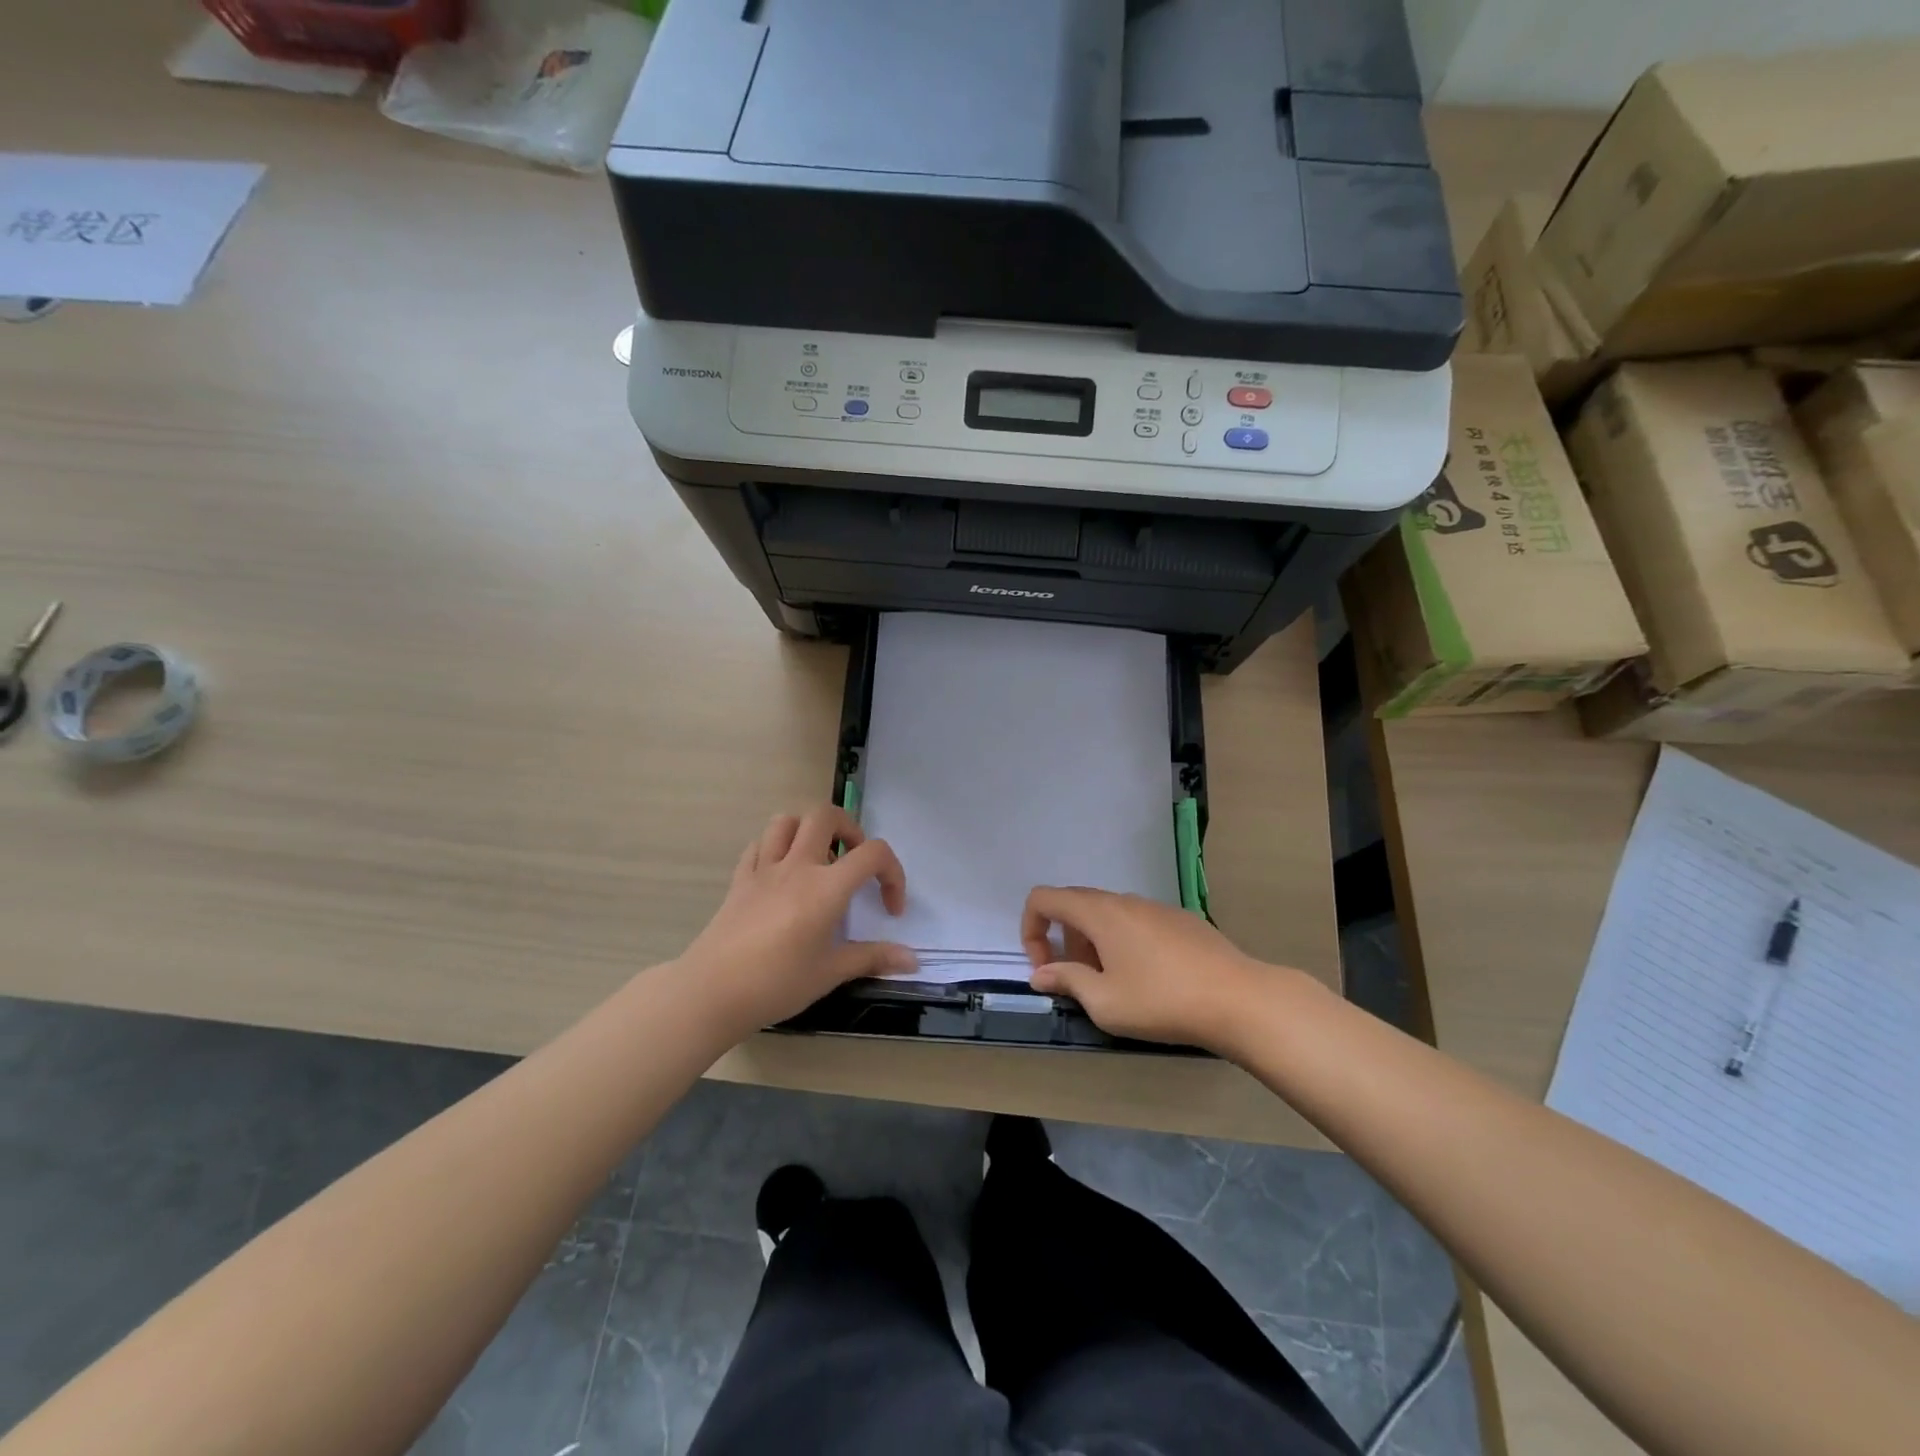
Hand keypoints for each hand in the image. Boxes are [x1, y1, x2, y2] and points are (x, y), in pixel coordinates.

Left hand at [677, 806, 914, 1037]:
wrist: (711, 992)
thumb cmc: (777, 983)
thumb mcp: (830, 973)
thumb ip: (873, 958)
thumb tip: (913, 961)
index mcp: (826, 887)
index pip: (873, 854)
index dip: (892, 874)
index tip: (889, 908)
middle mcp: (797, 866)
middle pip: (826, 815)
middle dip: (849, 829)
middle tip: (854, 861)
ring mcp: (764, 869)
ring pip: (786, 821)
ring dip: (808, 830)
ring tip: (818, 859)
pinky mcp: (740, 880)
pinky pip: (758, 845)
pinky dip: (775, 848)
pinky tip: (781, 874)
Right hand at [1022, 887, 1278, 1050]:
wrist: (1239, 999)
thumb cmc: (1162, 1001)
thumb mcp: (1105, 1002)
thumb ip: (1067, 981)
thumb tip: (1041, 973)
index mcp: (1099, 913)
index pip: (1044, 898)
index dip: (1030, 929)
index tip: (1045, 968)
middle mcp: (1124, 900)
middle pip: (1075, 905)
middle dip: (1063, 940)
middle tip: (1078, 980)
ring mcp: (1155, 907)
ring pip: (1108, 915)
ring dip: (1094, 943)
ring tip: (1113, 985)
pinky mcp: (1180, 920)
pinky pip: (1136, 922)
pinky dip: (1123, 942)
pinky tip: (1149, 979)